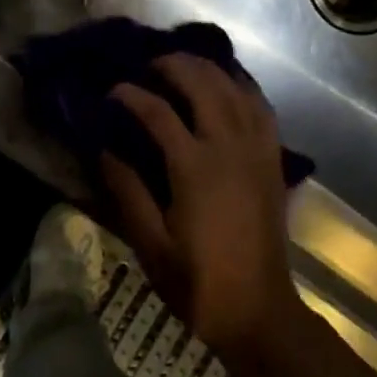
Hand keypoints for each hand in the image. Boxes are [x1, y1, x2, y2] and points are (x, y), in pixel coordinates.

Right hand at [102, 55, 302, 360]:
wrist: (259, 311)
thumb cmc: (198, 283)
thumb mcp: (150, 244)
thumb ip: (127, 191)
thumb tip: (104, 149)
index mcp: (195, 168)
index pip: (157, 112)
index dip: (130, 95)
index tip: (111, 92)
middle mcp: (229, 147)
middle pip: (202, 84)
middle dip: (173, 65)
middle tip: (147, 65)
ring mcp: (257, 150)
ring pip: (235, 88)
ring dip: (208, 68)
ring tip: (183, 64)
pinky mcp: (272, 159)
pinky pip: (261, 107)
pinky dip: (243, 85)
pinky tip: (228, 82)